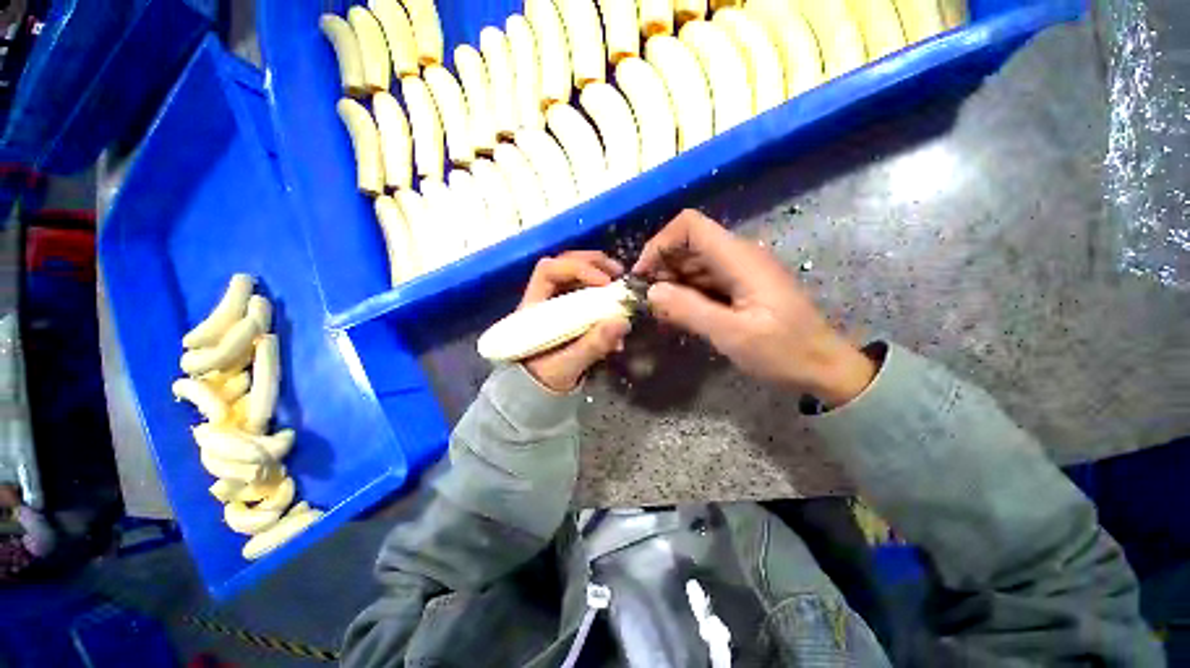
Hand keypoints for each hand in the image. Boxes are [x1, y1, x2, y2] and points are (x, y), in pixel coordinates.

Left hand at [519, 252, 631, 391]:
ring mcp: (557, 305)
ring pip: (577, 278)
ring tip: (621, 285)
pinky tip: (616, 310)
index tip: (605, 283)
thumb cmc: (543, 379)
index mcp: (533, 306)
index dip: (578, 269)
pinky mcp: (569, 314)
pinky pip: (587, 296)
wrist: (535, 394)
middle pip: (564, 266)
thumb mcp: (567, 365)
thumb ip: (592, 345)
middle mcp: (544, 299)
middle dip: (593, 264)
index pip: (549, 270)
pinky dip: (603, 297)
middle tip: (618, 273)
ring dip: (600, 276)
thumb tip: (622, 321)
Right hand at [633, 210, 875, 405]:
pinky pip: (703, 280)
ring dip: (671, 281)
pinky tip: (677, 313)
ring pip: (693, 262)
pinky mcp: (739, 287)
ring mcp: (739, 272)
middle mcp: (738, 256)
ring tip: (658, 310)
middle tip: (646, 299)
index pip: (690, 226)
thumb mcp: (732, 335)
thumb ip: (689, 310)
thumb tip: (651, 292)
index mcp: (739, 258)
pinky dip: (685, 292)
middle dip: (661, 266)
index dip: (660, 243)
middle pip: (688, 243)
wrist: (823, 368)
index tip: (642, 275)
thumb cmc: (783, 352)